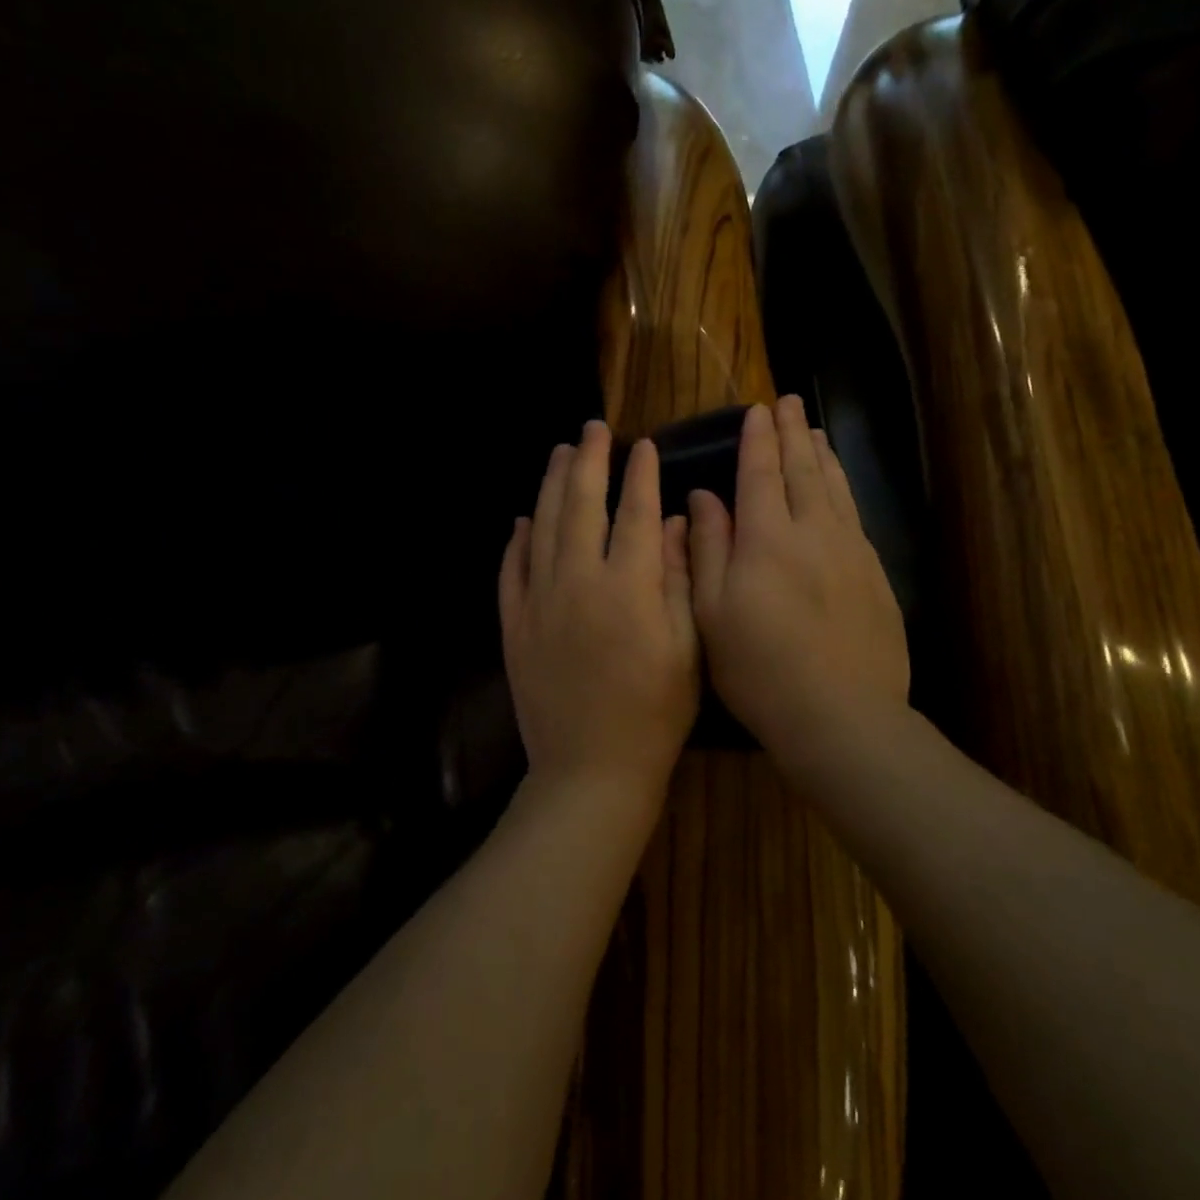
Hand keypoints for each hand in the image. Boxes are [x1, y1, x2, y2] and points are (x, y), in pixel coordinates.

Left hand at [500, 420, 698, 804]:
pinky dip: (516, 540)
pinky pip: (511, 569)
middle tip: (592, 429)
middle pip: (581, 505)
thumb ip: (681, 579)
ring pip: (541, 527)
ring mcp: (538, 601)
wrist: (589, 770)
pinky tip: (522, 519)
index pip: (635, 513)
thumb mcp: (688, 649)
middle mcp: (578, 580)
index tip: (643, 445)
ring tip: (559, 453)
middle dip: (588, 461)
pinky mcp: (514, 625)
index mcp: (628, 586)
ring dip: (550, 486)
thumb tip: (677, 522)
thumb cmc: (655, 714)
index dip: (640, 475)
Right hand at [688, 398, 908, 764]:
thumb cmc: (759, 667)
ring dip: (821, 455)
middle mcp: (813, 532)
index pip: (761, 473)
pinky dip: (844, 489)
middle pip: (803, 470)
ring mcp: (851, 552)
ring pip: (835, 488)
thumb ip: (708, 547)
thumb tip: (704, 497)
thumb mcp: (711, 611)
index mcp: (767, 538)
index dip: (758, 440)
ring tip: (814, 430)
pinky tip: (840, 486)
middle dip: (793, 433)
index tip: (757, 411)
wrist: (840, 715)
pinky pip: (855, 515)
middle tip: (789, 402)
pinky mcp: (875, 575)